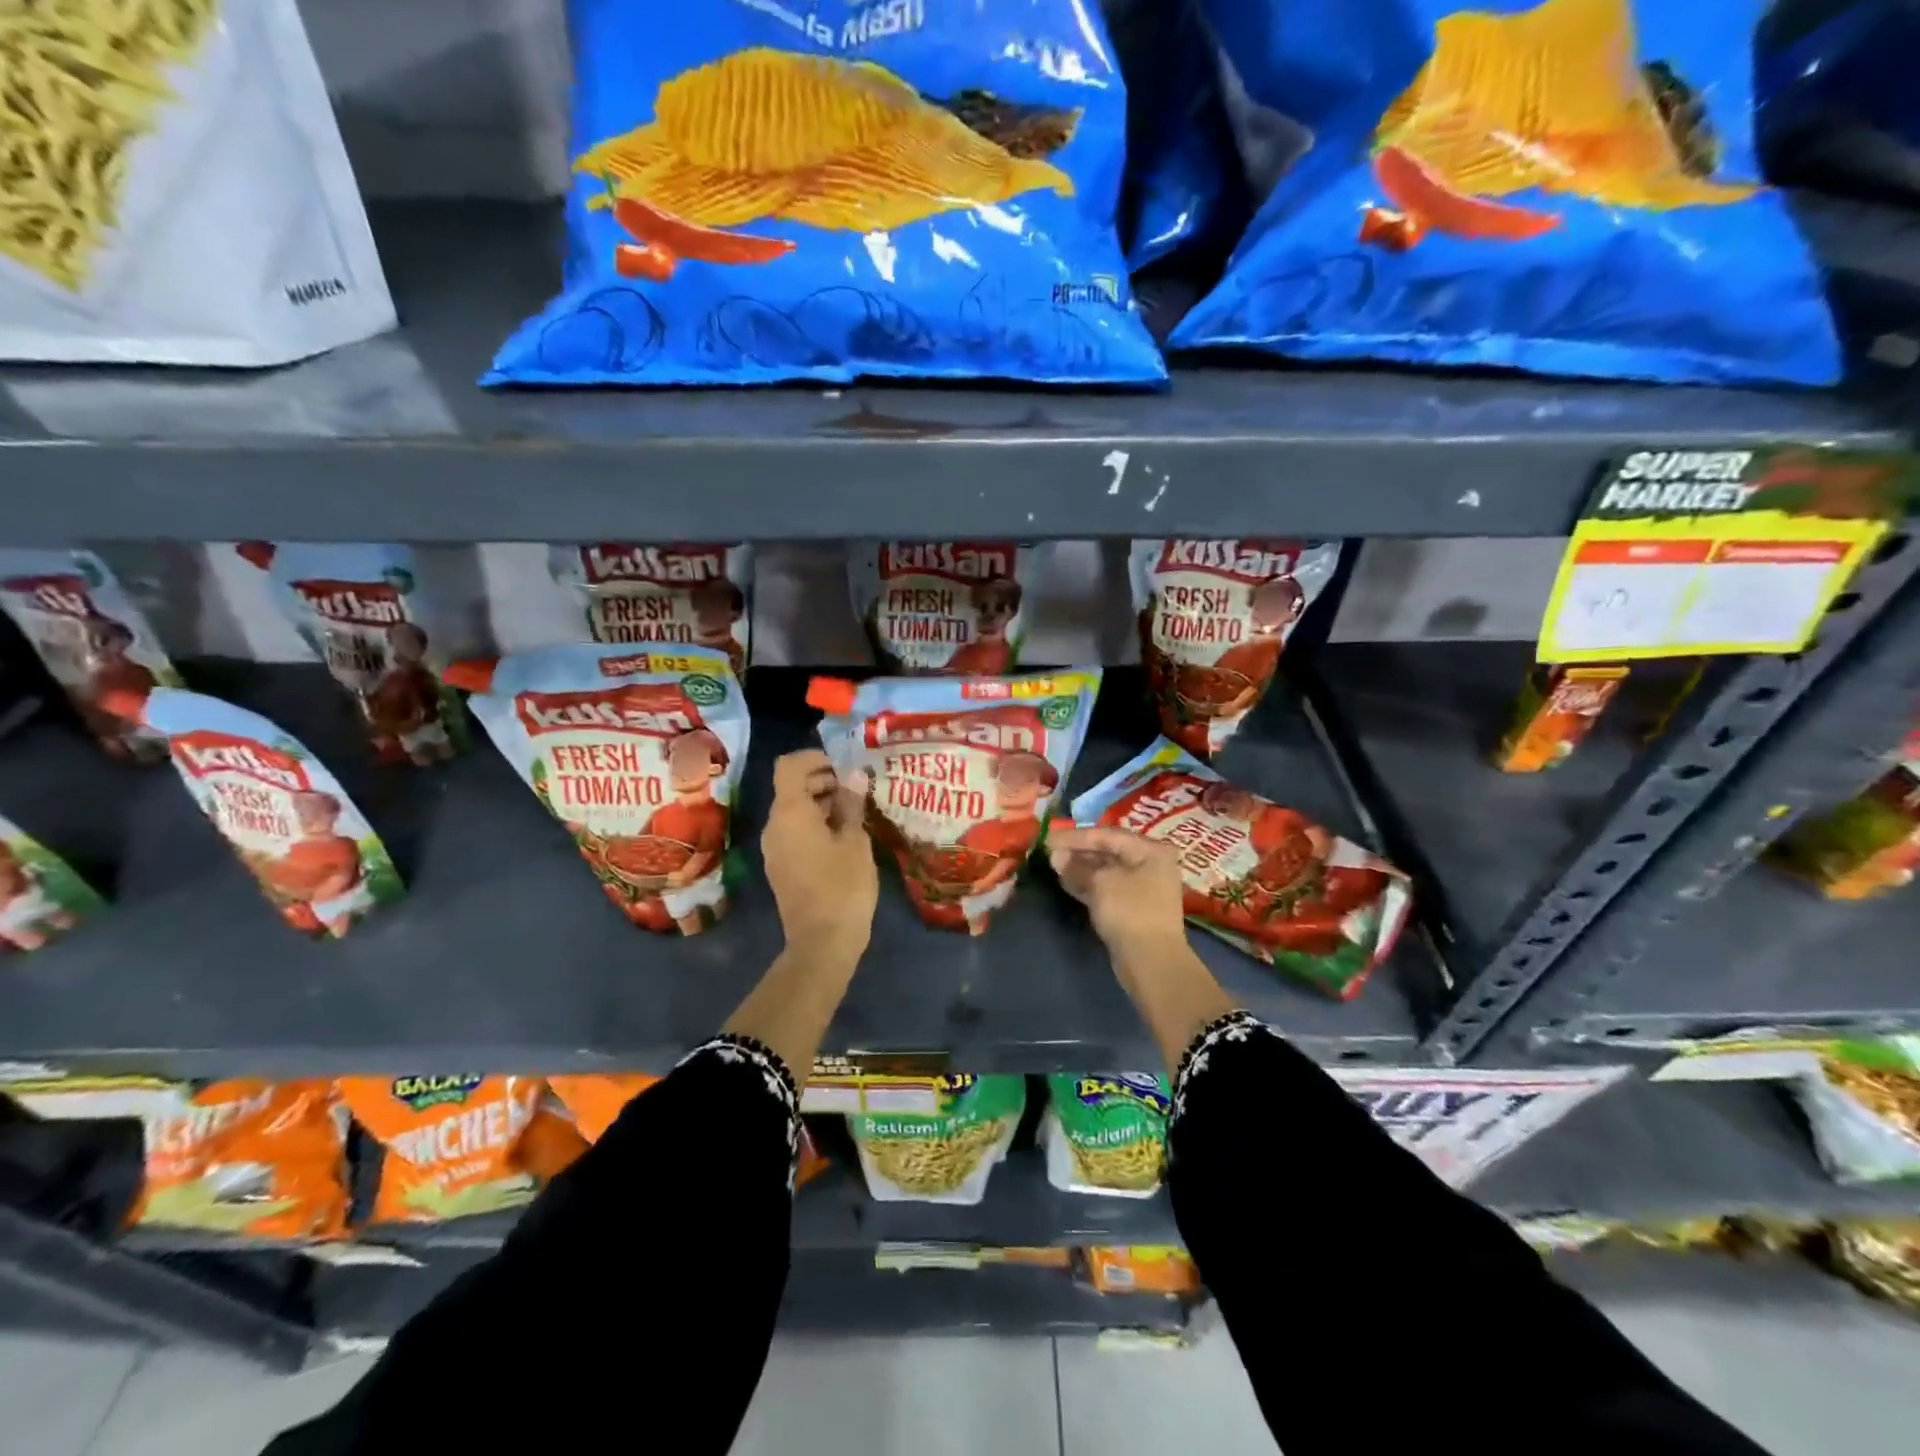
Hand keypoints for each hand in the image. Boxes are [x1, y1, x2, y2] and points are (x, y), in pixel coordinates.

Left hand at [761, 750, 877, 957]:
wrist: (822, 942)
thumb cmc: (843, 886)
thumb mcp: (854, 840)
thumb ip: (851, 804)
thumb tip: (853, 775)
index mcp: (789, 813)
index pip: (788, 766)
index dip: (813, 758)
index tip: (842, 766)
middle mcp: (774, 826)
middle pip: (790, 787)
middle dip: (821, 780)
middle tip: (856, 788)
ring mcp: (774, 848)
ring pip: (792, 811)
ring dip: (819, 803)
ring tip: (854, 811)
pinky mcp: (781, 867)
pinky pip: (793, 832)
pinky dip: (814, 824)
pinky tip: (843, 836)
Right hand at [1048, 825, 1186, 954]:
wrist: (1151, 962)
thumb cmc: (1130, 912)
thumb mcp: (1100, 883)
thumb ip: (1076, 866)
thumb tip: (1056, 855)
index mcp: (1150, 850)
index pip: (1106, 835)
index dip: (1074, 836)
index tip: (1047, 837)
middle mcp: (1150, 864)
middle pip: (1107, 851)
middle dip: (1077, 851)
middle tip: (1048, 851)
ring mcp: (1142, 887)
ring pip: (1105, 871)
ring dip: (1079, 868)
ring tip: (1053, 865)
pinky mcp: (1132, 907)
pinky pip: (1106, 888)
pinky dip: (1087, 884)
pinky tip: (1065, 882)